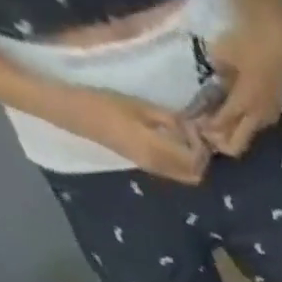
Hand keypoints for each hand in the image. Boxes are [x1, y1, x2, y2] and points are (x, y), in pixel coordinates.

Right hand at [58, 88, 208, 183]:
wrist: (79, 116)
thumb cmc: (107, 105)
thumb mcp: (140, 107)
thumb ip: (168, 120)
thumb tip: (190, 127)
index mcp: (158, 152)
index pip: (194, 162)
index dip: (201, 148)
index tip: (196, 128)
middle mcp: (159, 167)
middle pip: (194, 175)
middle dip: (201, 159)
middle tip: (196, 137)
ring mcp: (153, 170)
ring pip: (185, 176)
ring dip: (192, 161)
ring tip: (187, 138)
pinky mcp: (147, 167)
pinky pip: (174, 172)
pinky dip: (182, 162)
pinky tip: (175, 143)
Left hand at [198, 10, 281, 157]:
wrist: (276, 38)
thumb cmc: (247, 42)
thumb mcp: (222, 53)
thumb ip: (217, 75)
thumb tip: (215, 86)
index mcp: (243, 104)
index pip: (222, 125)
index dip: (209, 130)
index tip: (196, 129)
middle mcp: (257, 118)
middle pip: (238, 143)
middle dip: (222, 143)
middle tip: (208, 136)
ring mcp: (268, 116)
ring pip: (248, 135)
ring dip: (234, 133)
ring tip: (221, 124)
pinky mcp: (274, 110)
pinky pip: (256, 124)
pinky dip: (245, 123)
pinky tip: (239, 114)